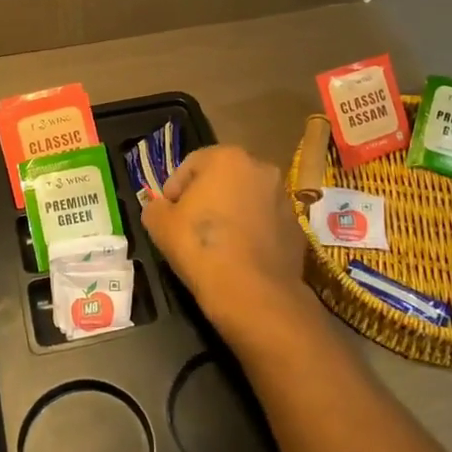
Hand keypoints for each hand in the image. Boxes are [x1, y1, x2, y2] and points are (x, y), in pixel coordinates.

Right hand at [140, 145, 318, 338]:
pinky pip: (265, 223)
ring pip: (247, 199)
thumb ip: (155, 207)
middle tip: (190, 225)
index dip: (174, 188)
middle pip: (223, 178)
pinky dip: (252, 232)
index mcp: (227, 158)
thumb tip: (160, 208)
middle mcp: (261, 169)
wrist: (253, 293)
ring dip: (231, 213)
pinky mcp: (296, 227)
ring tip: (216, 243)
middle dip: (206, 197)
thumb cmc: (201, 247)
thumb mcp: (159, 224)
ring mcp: (283, 198)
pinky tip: (239, 256)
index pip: (192, 164)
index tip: (168, 213)